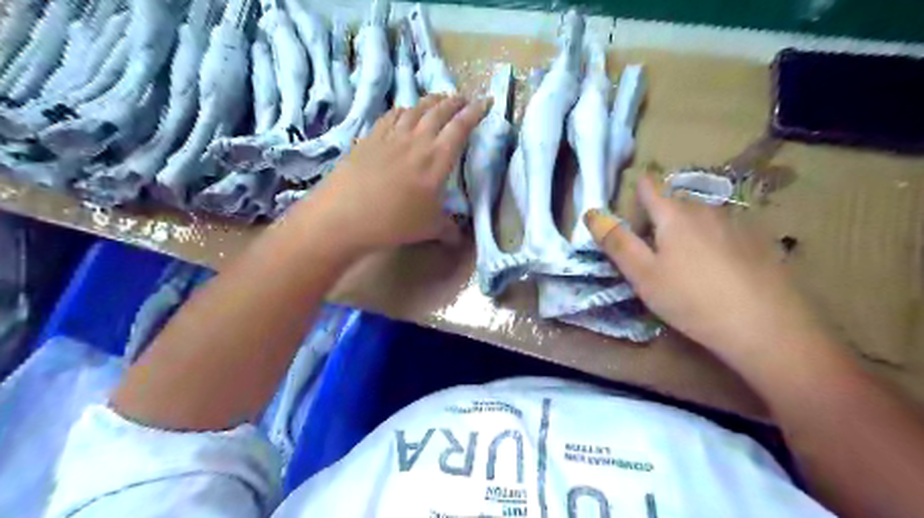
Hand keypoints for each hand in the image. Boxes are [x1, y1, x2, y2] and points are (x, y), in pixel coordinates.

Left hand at [293, 93, 490, 255]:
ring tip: (439, 99)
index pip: (461, 127)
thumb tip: (460, 239)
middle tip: (463, 98)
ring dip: (431, 101)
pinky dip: (404, 110)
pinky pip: (391, 116)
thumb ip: (448, 229)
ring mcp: (391, 136)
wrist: (345, 215)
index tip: (486, 101)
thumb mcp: (429, 228)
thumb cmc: (394, 221)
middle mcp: (417, 140)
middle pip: (439, 111)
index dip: (476, 112)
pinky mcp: (370, 138)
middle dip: (455, 101)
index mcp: (437, 158)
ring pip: (416, 109)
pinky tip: (405, 112)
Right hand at [588, 178, 833, 364]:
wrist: (768, 327)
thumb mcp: (643, 275)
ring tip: (685, 265)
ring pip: (701, 218)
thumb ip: (616, 242)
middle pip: (675, 203)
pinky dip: (713, 243)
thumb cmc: (691, 299)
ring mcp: (737, 223)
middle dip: (659, 220)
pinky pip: (725, 232)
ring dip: (687, 232)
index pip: (650, 186)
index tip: (630, 212)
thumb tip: (592, 213)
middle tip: (653, 255)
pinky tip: (718, 273)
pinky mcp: (760, 242)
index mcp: (675, 214)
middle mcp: (707, 209)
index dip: (636, 192)